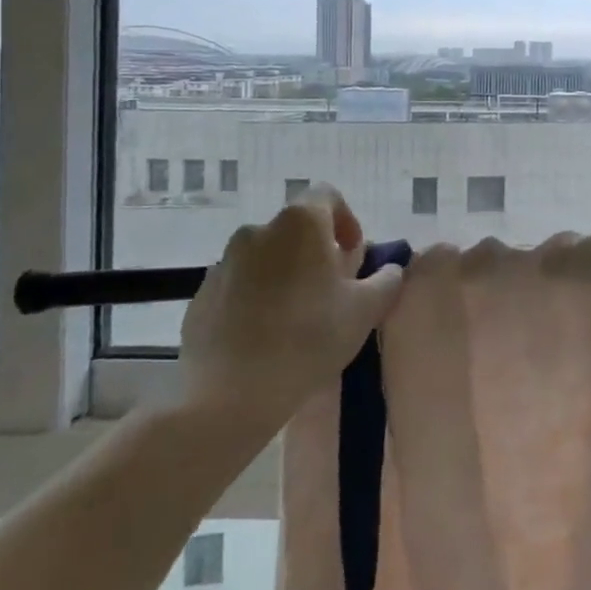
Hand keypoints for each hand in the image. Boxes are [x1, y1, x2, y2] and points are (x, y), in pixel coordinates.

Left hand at [178, 185, 402, 429]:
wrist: (228, 394)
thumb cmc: (308, 339)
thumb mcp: (366, 311)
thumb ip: (386, 280)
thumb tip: (389, 269)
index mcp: (300, 223)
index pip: (327, 195)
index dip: (346, 219)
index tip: (353, 255)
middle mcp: (258, 230)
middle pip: (296, 228)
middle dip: (316, 251)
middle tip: (331, 290)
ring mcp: (224, 262)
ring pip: (266, 256)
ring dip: (285, 274)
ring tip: (297, 317)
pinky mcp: (201, 295)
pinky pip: (239, 285)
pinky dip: (255, 297)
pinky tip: (265, 335)